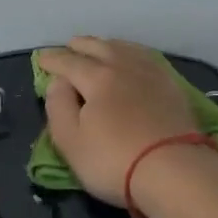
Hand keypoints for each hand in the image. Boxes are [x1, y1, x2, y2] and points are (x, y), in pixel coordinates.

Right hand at [37, 37, 200, 205]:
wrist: (175, 172)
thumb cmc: (114, 160)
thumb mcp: (70, 141)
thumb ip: (58, 106)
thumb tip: (58, 82)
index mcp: (97, 78)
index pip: (69, 62)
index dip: (52, 60)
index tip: (41, 60)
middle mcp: (124, 67)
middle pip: (99, 47)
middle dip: (80, 46)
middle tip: (69, 46)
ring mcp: (152, 75)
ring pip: (125, 49)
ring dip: (107, 45)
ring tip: (99, 47)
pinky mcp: (173, 88)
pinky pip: (147, 58)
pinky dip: (133, 53)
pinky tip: (134, 60)